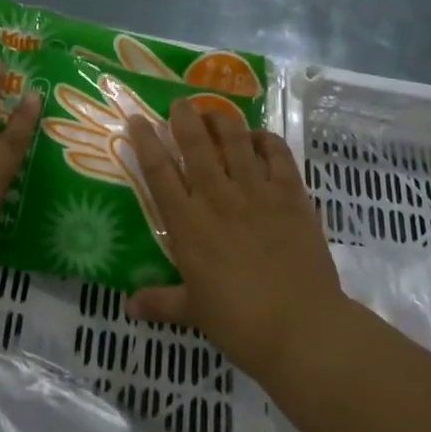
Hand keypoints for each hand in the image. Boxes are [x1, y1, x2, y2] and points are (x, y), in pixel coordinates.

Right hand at [125, 99, 343, 381]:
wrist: (302, 328)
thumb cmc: (240, 322)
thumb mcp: (194, 311)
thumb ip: (160, 301)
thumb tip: (128, 306)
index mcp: (188, 224)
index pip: (159, 171)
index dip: (145, 141)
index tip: (136, 119)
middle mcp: (217, 197)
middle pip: (195, 143)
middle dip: (184, 116)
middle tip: (179, 103)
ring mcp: (256, 192)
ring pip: (235, 139)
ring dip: (221, 119)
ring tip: (214, 111)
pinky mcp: (290, 194)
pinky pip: (277, 154)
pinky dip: (266, 139)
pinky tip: (259, 137)